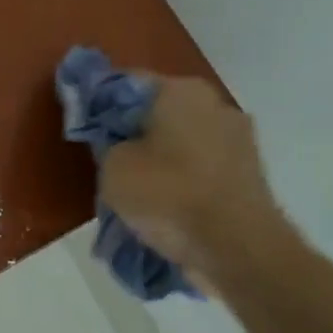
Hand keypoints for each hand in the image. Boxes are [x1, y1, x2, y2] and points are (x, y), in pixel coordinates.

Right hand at [99, 77, 294, 291]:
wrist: (237, 248)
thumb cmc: (167, 194)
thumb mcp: (112, 167)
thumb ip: (108, 144)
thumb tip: (118, 144)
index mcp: (180, 89)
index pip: (126, 84)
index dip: (99, 103)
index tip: (83, 126)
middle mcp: (215, 104)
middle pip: (158, 112)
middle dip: (134, 133)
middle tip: (108, 160)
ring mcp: (239, 139)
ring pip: (183, 142)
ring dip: (161, 159)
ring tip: (137, 192)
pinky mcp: (250, 175)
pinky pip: (202, 170)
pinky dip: (184, 182)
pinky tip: (166, 207)